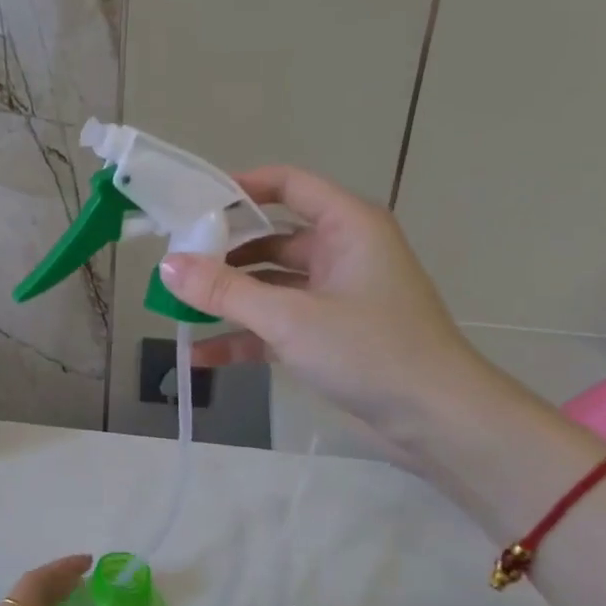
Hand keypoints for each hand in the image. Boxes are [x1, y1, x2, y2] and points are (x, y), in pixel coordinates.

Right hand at [157, 166, 492, 450]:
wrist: (437, 420)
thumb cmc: (370, 351)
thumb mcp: (290, 318)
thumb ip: (225, 291)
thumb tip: (168, 266)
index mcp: (347, 226)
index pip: (288, 185)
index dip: (239, 188)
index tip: (190, 205)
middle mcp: (342, 252)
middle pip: (271, 239)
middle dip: (223, 255)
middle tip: (174, 266)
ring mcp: (336, 295)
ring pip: (271, 286)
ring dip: (229, 301)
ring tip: (177, 311)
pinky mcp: (331, 334)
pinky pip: (279, 324)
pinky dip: (246, 336)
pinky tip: (203, 356)